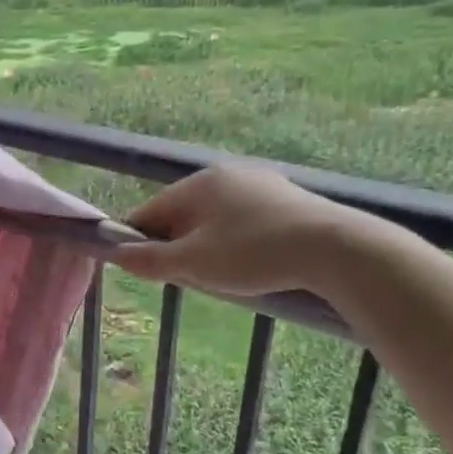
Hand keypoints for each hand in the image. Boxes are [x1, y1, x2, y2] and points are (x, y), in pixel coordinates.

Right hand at [111, 163, 366, 297]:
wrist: (336, 249)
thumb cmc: (254, 253)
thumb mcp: (193, 263)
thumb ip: (150, 260)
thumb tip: (117, 254)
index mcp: (197, 184)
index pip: (148, 212)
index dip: (138, 243)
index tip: (143, 271)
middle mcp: (225, 175)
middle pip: (180, 214)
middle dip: (175, 246)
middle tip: (186, 278)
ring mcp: (259, 184)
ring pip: (212, 218)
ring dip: (205, 246)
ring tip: (220, 275)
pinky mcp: (286, 199)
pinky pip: (242, 220)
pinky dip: (234, 241)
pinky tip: (251, 262)